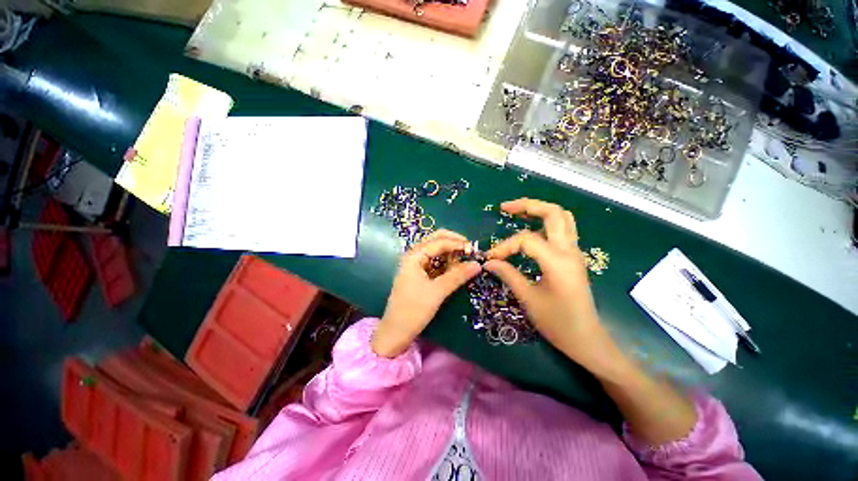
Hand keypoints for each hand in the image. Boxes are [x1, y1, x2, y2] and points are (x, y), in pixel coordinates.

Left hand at [372, 230, 481, 357]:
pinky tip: (455, 268)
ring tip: (464, 260)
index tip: (474, 250)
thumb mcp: (437, 292)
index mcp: (414, 256)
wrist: (395, 331)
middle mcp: (414, 256)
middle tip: (469, 250)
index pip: (439, 242)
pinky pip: (434, 262)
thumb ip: (457, 276)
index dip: (457, 243)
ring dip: (450, 252)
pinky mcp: (419, 274)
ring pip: (435, 251)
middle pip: (435, 240)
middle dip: (453, 242)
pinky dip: (446, 263)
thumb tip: (478, 265)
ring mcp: (415, 265)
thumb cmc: (414, 310)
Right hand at [484, 199, 625, 376]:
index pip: (526, 240)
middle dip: (528, 205)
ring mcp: (574, 252)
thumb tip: (489, 262)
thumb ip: (508, 275)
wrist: (587, 339)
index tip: (491, 258)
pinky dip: (546, 221)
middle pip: (553, 213)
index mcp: (557, 261)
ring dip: (539, 210)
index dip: (505, 246)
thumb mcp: (528, 299)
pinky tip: (531, 228)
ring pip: (562, 217)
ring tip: (517, 212)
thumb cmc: (558, 322)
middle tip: (505, 208)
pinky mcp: (573, 257)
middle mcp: (569, 250)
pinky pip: (563, 229)